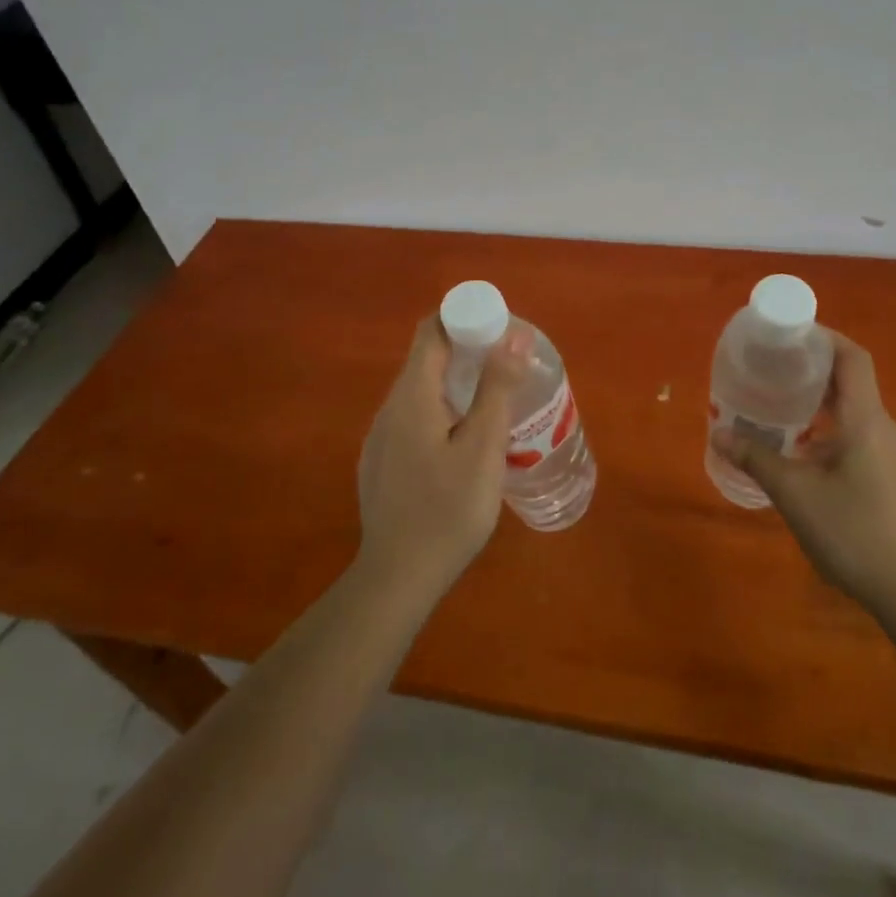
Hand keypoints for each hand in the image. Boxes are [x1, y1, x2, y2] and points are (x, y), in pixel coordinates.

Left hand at [355, 315, 531, 604]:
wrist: (397, 579)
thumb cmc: (448, 510)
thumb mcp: (483, 448)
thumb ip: (497, 388)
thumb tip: (514, 334)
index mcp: (412, 396)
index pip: (432, 331)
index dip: (464, 317)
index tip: (499, 327)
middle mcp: (389, 408)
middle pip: (426, 359)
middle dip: (467, 351)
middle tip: (508, 365)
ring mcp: (381, 437)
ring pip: (421, 392)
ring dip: (456, 384)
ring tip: (495, 402)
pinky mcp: (382, 462)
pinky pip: (414, 418)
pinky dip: (442, 411)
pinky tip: (465, 442)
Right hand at [714, 333, 895, 610]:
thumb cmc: (850, 530)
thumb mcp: (793, 492)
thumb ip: (755, 458)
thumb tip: (719, 434)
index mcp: (864, 419)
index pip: (853, 358)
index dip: (823, 338)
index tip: (788, 334)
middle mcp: (881, 426)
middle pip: (850, 378)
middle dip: (811, 366)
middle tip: (771, 365)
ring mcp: (887, 450)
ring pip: (851, 406)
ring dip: (817, 397)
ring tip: (776, 399)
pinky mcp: (885, 471)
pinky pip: (853, 430)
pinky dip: (825, 423)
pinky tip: (796, 442)